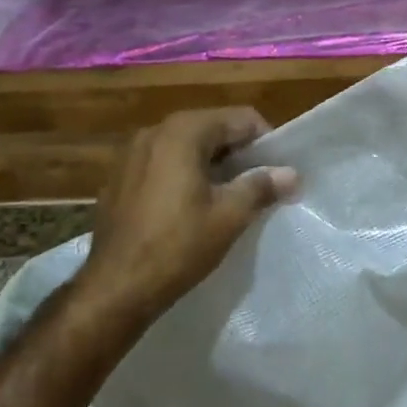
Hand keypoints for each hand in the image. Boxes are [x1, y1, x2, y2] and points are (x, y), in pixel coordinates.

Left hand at [74, 108, 297, 326]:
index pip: (240, 118)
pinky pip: (163, 162)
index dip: (265, 141)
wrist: (115, 288)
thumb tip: (292, 173)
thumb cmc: (177, 246)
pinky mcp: (119, 177)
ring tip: (229, 195)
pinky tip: (192, 205)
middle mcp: (154, 131)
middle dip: (239, 151)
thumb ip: (262, 186)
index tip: (277, 171)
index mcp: (183, 132)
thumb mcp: (229, 216)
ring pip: (186, 145)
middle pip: (211, 127)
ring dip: (212, 162)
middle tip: (258, 183)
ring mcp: (131, 153)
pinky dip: (184, 173)